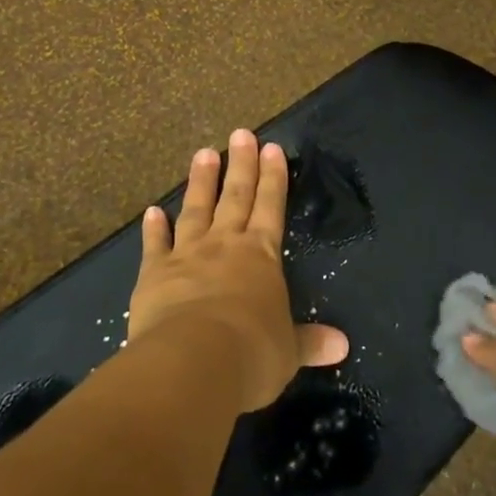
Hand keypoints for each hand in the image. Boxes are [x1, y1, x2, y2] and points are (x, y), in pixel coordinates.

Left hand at [130, 129, 348, 411]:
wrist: (195, 361)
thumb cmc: (252, 353)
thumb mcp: (288, 352)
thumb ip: (310, 342)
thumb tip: (343, 345)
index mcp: (262, 256)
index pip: (271, 207)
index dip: (273, 178)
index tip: (272, 148)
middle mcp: (226, 246)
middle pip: (235, 197)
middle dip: (241, 165)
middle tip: (240, 134)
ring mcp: (187, 255)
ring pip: (196, 210)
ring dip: (201, 182)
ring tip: (204, 153)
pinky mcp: (154, 274)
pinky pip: (155, 245)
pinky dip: (154, 228)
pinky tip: (153, 211)